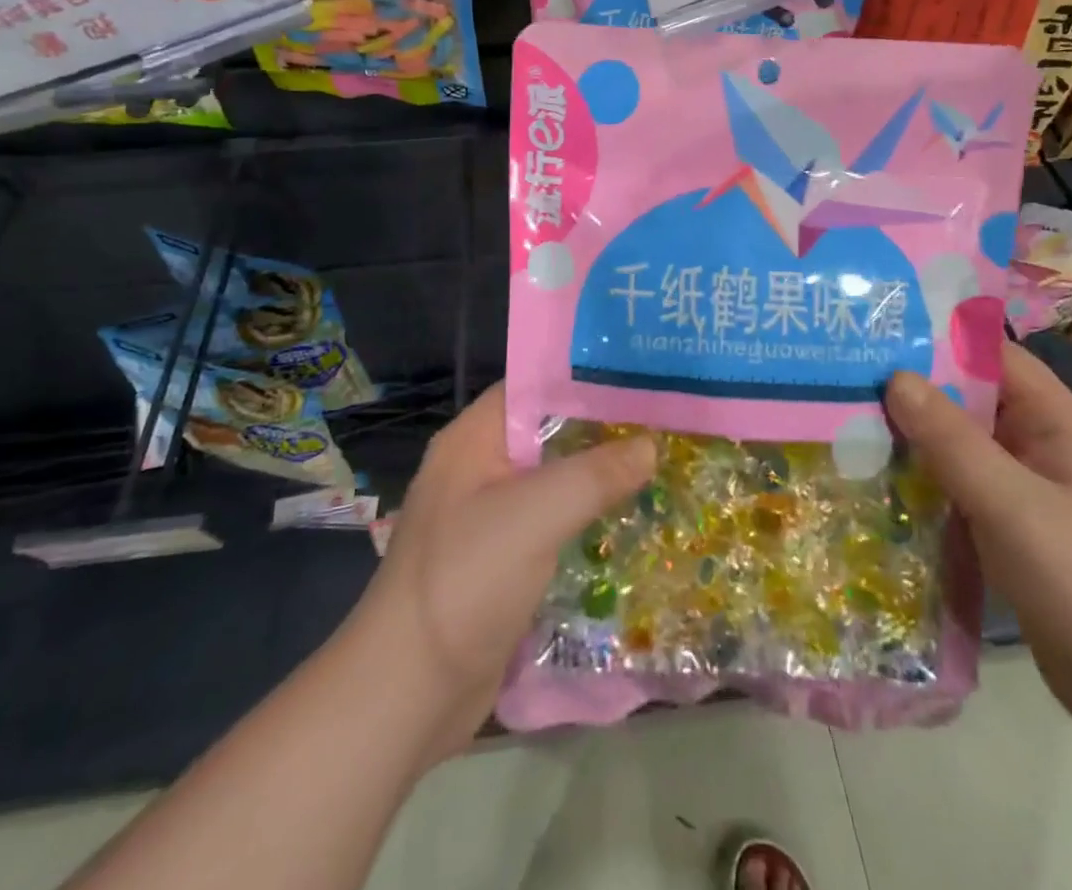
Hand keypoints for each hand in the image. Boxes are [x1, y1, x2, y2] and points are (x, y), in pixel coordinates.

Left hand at [357, 382, 655, 757]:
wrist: (407, 693)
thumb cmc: (466, 581)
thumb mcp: (535, 515)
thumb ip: (595, 474)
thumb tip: (650, 445)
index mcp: (473, 439)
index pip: (534, 385)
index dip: (585, 377)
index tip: (641, 378)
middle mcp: (479, 468)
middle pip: (548, 433)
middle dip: (601, 430)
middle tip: (664, 423)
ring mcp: (489, 517)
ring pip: (553, 481)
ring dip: (598, 478)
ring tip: (661, 466)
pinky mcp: (501, 561)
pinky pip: (551, 524)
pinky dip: (586, 519)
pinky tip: (630, 522)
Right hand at [884, 343, 1071, 739]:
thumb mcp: (1011, 504)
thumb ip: (951, 440)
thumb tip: (895, 377)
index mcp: (1055, 423)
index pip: (993, 356)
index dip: (940, 339)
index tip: (878, 332)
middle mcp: (1039, 445)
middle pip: (969, 397)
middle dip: (913, 388)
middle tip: (845, 376)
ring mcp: (1024, 487)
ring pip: (959, 443)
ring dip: (913, 435)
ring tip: (847, 420)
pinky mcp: (1009, 525)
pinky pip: (959, 484)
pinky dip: (924, 477)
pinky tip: (877, 478)